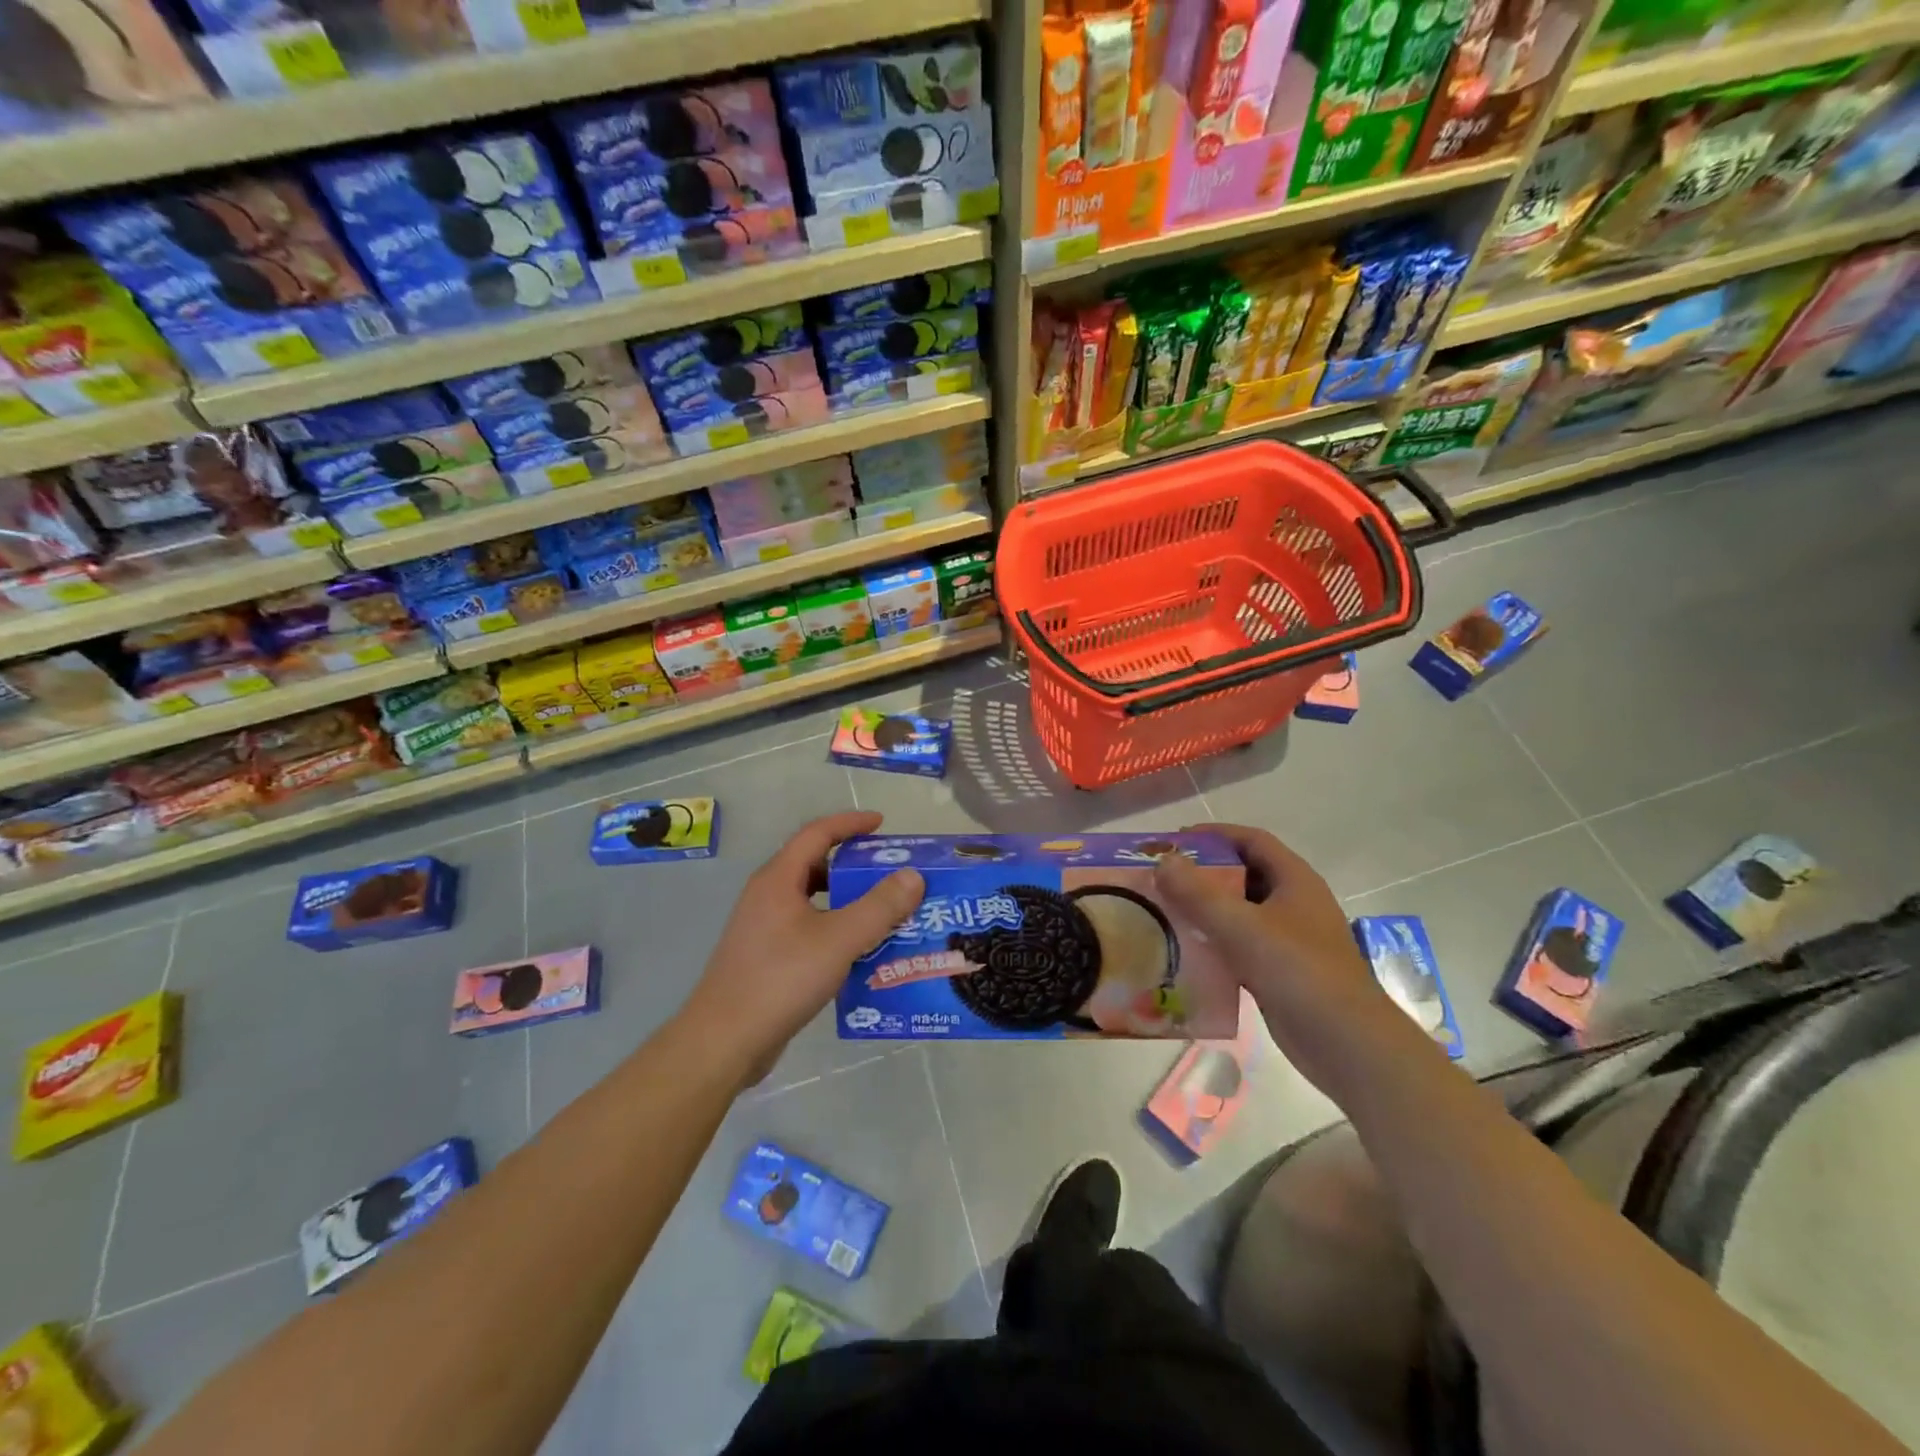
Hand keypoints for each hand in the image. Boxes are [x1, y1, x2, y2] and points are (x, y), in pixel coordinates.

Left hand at [679, 811, 922, 1086]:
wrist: (724, 1042)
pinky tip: (860, 953)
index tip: (883, 825)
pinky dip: (836, 929)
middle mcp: (767, 895)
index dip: (850, 823)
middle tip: (892, 874)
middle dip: (854, 865)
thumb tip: (912, 875)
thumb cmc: (780, 980)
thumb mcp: (839, 940)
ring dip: (848, 901)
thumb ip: (879, 907)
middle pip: (815, 865)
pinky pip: (809, 928)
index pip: (817, 833)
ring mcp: (763, 927)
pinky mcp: (766, 957)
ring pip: (813, 901)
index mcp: (778, 879)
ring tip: (885, 913)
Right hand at [1154, 823, 1415, 1098]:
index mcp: (1294, 880)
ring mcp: (1289, 940)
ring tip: (1163, 913)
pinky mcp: (1280, 972)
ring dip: (1204, 911)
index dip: (1214, 834)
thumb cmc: (1298, 972)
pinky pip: (1239, 946)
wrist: (1347, 1044)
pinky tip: (1183, 954)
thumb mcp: (1242, 927)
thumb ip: (1198, 893)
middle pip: (1242, 875)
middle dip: (1202, 874)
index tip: (1173, 841)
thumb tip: (1164, 861)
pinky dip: (1213, 944)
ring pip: (1239, 913)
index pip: (1251, 840)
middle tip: (1160, 879)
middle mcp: (1293, 903)